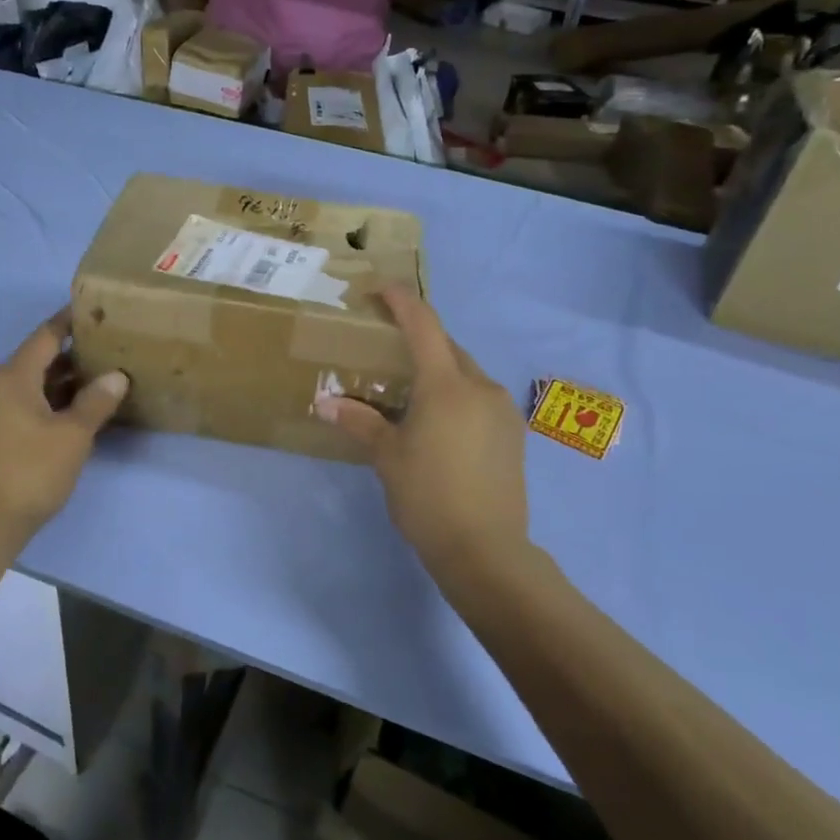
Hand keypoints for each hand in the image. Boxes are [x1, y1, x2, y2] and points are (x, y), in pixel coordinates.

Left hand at [0, 309, 127, 537]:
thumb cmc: (30, 472)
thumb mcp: (73, 436)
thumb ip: (95, 401)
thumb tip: (115, 375)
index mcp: (12, 377)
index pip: (44, 336)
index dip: (67, 321)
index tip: (90, 311)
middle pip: (34, 360)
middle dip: (68, 357)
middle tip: (104, 354)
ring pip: (24, 386)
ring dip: (55, 384)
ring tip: (91, 386)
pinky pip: (14, 406)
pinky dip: (40, 403)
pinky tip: (63, 418)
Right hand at [317, 287, 530, 580]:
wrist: (486, 550)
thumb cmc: (428, 498)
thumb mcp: (387, 458)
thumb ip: (360, 422)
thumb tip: (325, 403)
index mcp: (447, 385)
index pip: (423, 324)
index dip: (401, 299)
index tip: (378, 289)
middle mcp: (480, 386)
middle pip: (447, 347)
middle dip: (419, 340)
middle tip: (387, 351)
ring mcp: (503, 410)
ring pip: (466, 374)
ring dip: (439, 371)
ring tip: (410, 395)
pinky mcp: (514, 433)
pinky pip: (480, 398)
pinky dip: (457, 396)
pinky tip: (440, 424)